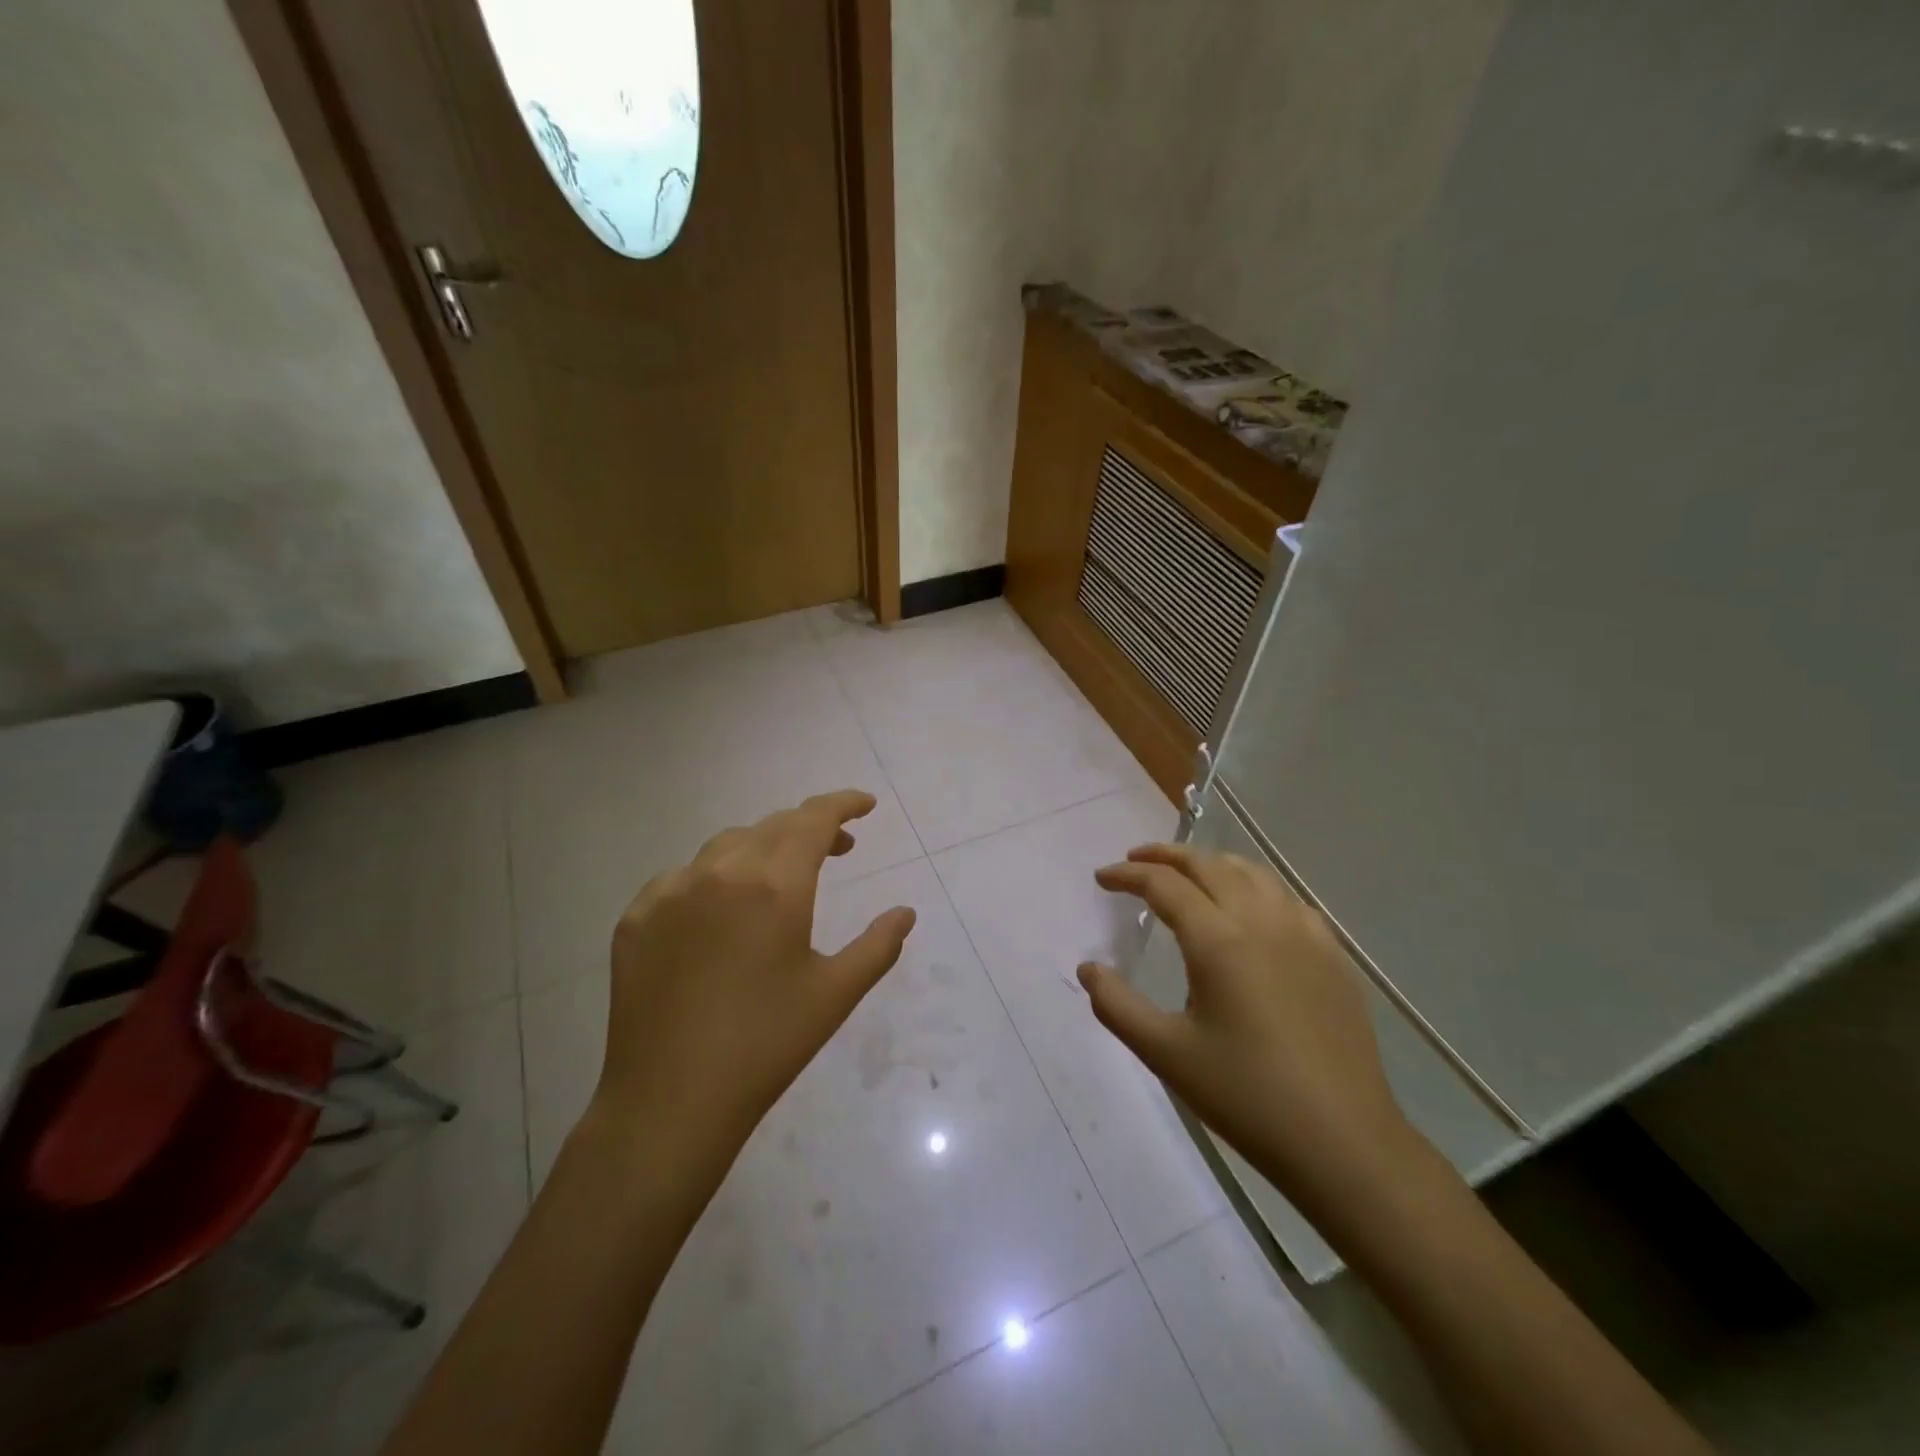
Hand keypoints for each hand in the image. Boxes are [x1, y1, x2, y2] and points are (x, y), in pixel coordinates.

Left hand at [587, 790, 915, 1183]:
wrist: (670, 1101)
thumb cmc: (766, 1045)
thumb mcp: (836, 993)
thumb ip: (878, 945)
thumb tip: (905, 912)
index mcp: (773, 885)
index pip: (813, 819)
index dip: (842, 804)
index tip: (865, 805)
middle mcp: (720, 872)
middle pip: (773, 826)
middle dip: (811, 828)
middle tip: (839, 849)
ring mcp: (670, 891)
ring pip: (727, 845)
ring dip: (764, 847)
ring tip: (782, 878)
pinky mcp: (636, 917)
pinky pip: (683, 876)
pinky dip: (715, 876)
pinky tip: (721, 910)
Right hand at [1078, 843, 1415, 1219]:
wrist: (1343, 1141)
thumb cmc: (1245, 1095)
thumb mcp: (1165, 1053)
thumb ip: (1117, 1005)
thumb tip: (1088, 969)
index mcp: (1218, 939)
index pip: (1164, 884)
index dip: (1128, 875)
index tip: (1102, 878)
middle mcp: (1261, 920)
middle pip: (1208, 865)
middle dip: (1166, 855)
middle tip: (1135, 861)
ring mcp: (1304, 933)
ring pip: (1252, 873)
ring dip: (1211, 863)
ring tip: (1188, 874)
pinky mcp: (1332, 954)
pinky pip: (1286, 898)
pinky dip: (1254, 886)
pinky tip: (1250, 909)